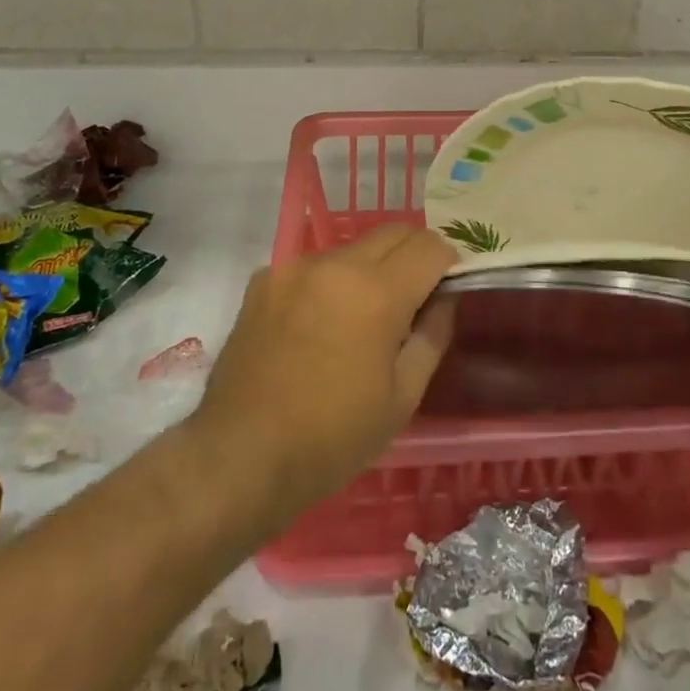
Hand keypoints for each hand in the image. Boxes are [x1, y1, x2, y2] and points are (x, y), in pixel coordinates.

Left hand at [192, 224, 457, 517]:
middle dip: (415, 255)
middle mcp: (336, 264)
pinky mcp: (264, 280)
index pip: (431, 247)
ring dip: (372, 269)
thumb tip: (445, 296)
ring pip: (353, 249)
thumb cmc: (332, 438)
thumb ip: (433, 334)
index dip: (449, 265)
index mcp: (376, 292)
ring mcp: (294, 268)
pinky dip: (330, 283)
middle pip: (395, 232)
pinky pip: (314, 266)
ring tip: (361, 319)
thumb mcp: (403, 397)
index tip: (447, 291)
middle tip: (415, 298)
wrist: (240, 457)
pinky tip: (318, 326)